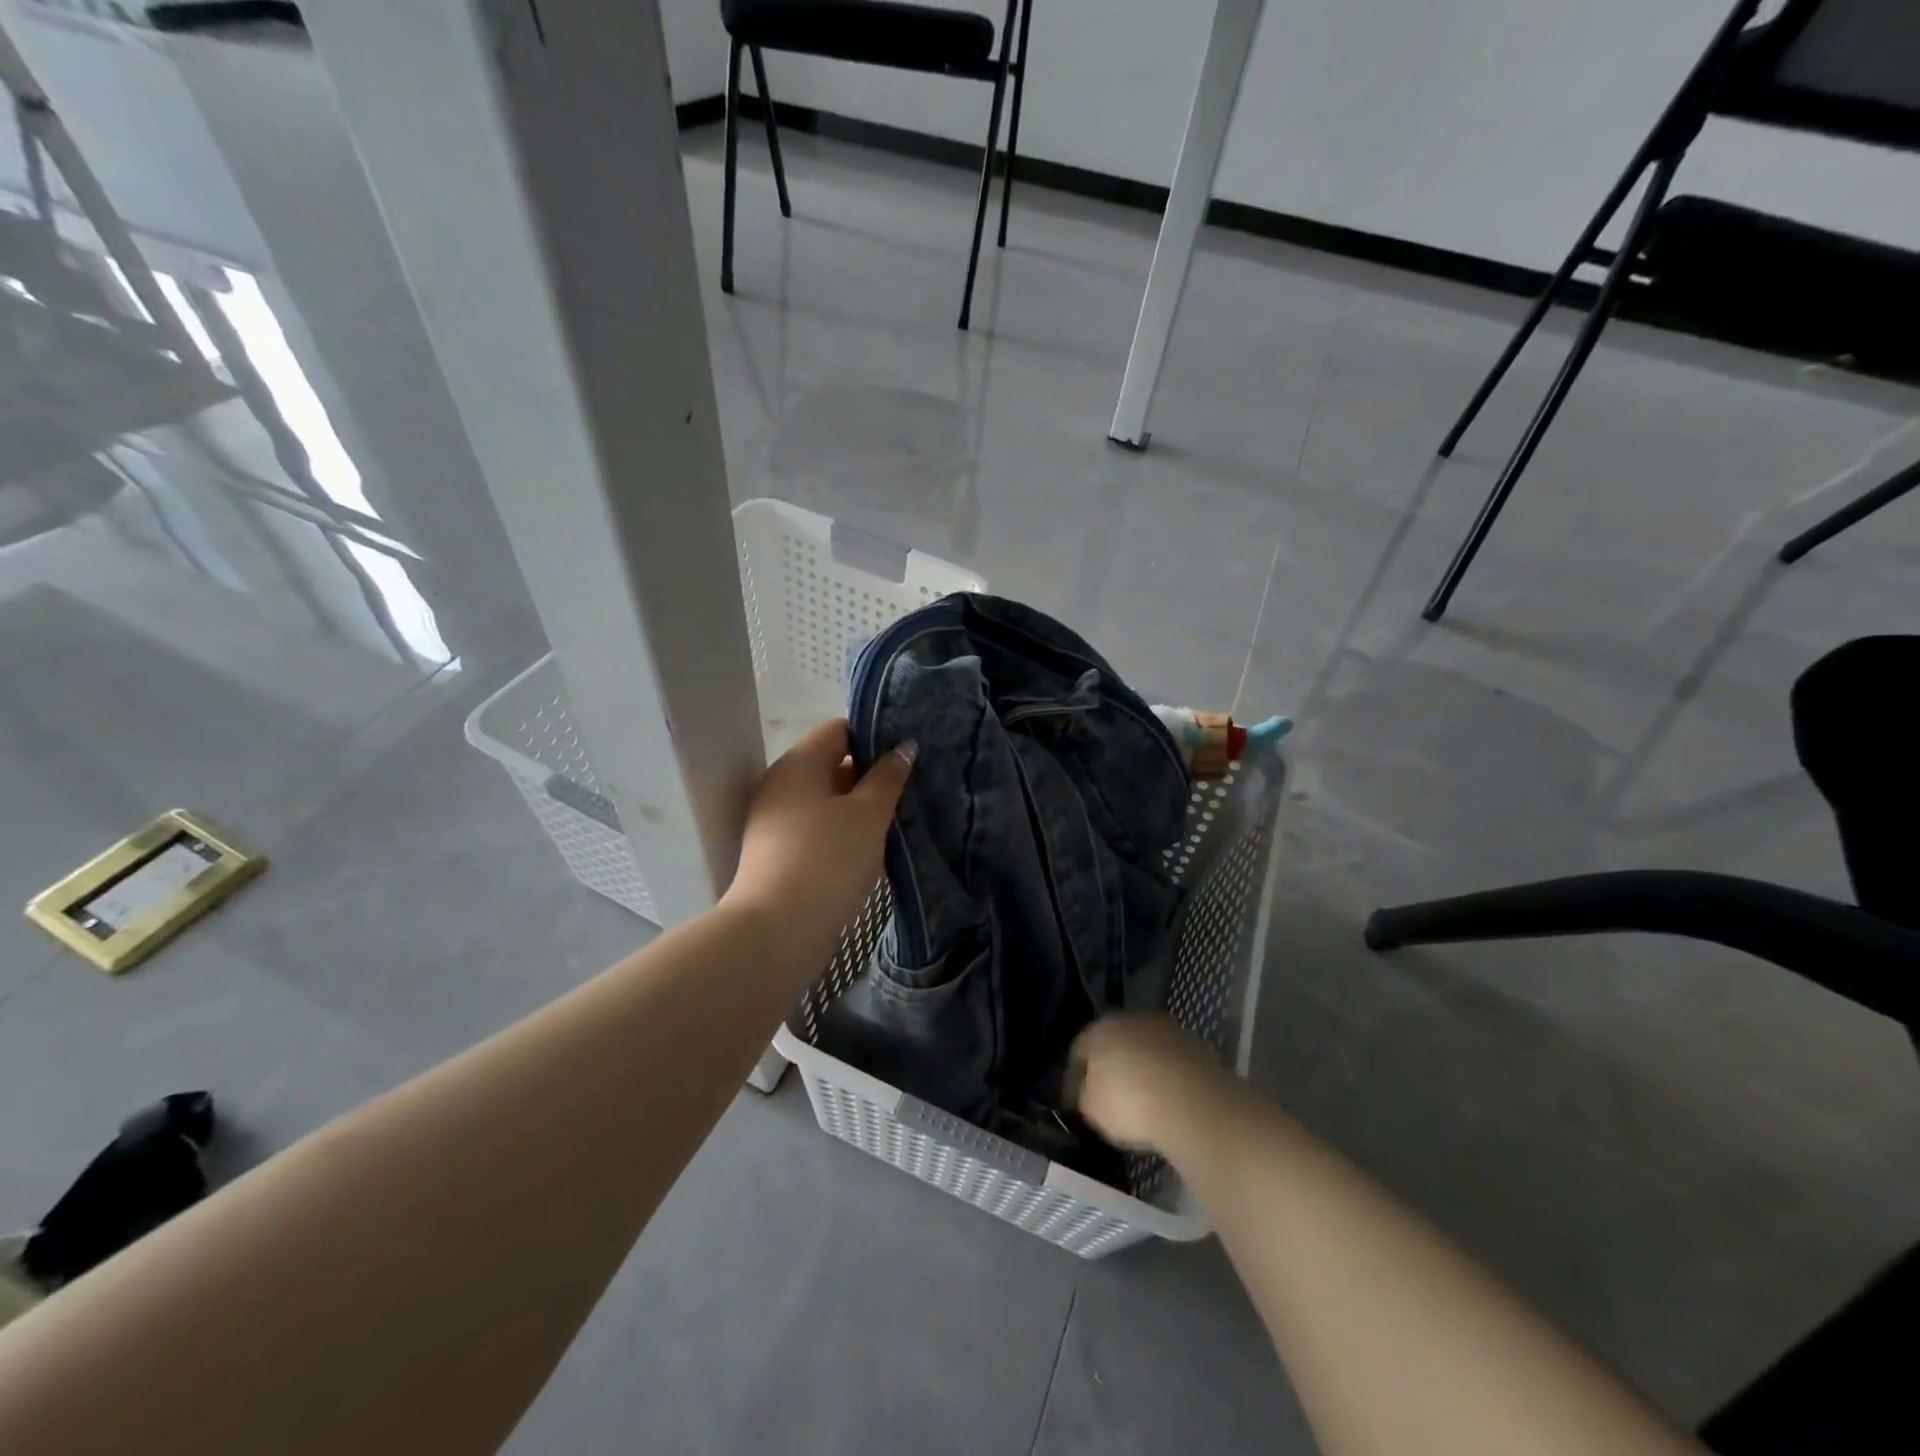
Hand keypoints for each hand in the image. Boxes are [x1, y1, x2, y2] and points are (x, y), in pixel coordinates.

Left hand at [724, 719, 913, 957]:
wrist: (777, 931)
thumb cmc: (828, 859)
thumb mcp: (868, 814)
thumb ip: (888, 777)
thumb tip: (903, 746)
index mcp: (798, 763)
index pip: (838, 730)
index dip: (874, 735)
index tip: (907, 753)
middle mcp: (781, 784)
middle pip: (831, 764)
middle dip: (870, 773)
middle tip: (910, 785)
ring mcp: (775, 821)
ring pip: (825, 800)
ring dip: (858, 806)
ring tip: (897, 816)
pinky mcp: (778, 853)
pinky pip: (816, 828)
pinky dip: (842, 831)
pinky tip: (870, 846)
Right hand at [1069, 1014, 1240, 1155]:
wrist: (1194, 1104)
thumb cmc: (1131, 1104)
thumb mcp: (1091, 1109)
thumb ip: (1083, 1095)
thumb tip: (1087, 1092)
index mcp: (1099, 1029)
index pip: (1078, 1050)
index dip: (1076, 1076)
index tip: (1078, 1100)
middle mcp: (1130, 1019)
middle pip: (1114, 1043)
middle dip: (1111, 1066)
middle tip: (1110, 1097)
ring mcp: (1166, 1028)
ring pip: (1145, 1048)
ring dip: (1142, 1068)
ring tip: (1144, 1100)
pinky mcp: (1195, 1044)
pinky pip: (1171, 1061)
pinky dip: (1167, 1076)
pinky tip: (1169, 1099)